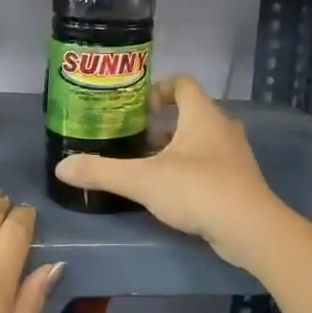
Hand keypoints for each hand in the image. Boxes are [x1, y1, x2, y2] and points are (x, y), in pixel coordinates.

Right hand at [53, 75, 286, 271]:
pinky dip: (189, 169)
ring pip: (200, 140)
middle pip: (190, 112)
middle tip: (133, 139)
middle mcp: (222, 128)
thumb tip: (61, 168)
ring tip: (146, 166)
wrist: (250, 229)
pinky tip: (169, 191)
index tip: (136, 106)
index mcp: (202, 115)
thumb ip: (101, 171)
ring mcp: (234, 155)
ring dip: (174, 148)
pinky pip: (209, 164)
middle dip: (161, 124)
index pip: (183, 82)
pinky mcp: (238, 181)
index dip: (158, 88)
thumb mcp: (142, 179)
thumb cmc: (197, 189)